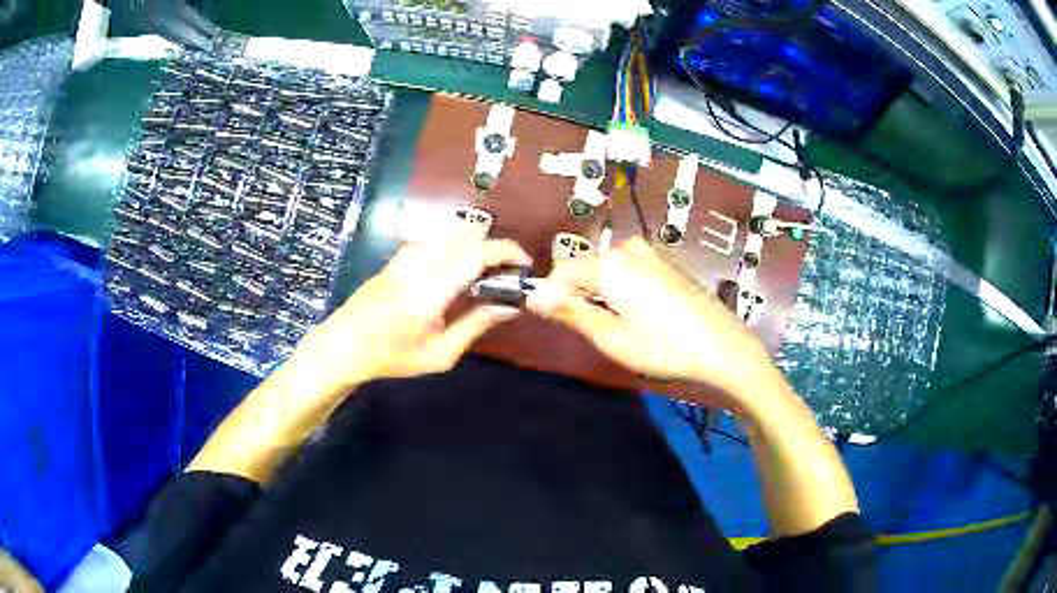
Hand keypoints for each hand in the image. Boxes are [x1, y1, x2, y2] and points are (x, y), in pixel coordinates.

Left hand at [291, 231, 530, 392]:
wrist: (343, 346)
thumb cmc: (391, 357)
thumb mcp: (440, 353)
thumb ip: (476, 325)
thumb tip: (509, 306)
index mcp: (430, 290)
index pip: (476, 255)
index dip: (506, 253)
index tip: (525, 264)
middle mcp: (418, 264)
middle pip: (466, 235)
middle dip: (495, 247)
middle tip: (507, 271)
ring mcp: (404, 256)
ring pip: (449, 233)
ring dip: (474, 243)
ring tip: (485, 270)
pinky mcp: (397, 257)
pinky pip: (433, 238)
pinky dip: (454, 244)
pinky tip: (455, 267)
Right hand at [527, 238, 783, 411]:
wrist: (723, 347)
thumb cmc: (664, 347)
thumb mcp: (612, 337)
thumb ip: (571, 311)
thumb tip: (533, 295)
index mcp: (611, 264)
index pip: (562, 271)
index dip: (553, 296)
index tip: (559, 323)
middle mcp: (628, 248)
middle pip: (586, 267)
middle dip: (580, 294)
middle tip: (598, 330)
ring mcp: (651, 252)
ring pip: (608, 268)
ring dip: (603, 292)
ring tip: (623, 325)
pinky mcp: (667, 261)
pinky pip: (630, 269)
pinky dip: (624, 287)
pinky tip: (644, 313)